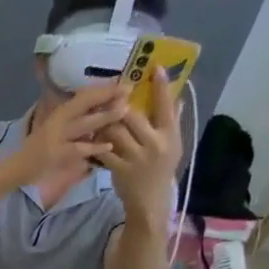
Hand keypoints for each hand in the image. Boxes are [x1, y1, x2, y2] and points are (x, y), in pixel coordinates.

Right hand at [6, 82, 130, 189]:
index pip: (83, 96)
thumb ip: (72, 119)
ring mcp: (57, 138)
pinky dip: (94, 148)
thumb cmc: (37, 148)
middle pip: (85, 104)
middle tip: (129, 90)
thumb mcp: (53, 128)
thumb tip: (96, 107)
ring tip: (124, 111)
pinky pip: (79, 149)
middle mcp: (58, 122)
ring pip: (85, 124)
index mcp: (58, 113)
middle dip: (107, 96)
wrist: (17, 168)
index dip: (103, 88)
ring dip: (105, 117)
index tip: (123, 82)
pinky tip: (108, 145)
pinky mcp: (56, 155)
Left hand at [89, 68, 181, 217]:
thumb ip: (172, 121)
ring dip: (104, 122)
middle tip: (110, 96)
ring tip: (98, 115)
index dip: (161, 86)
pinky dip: (97, 142)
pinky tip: (92, 137)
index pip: (167, 105)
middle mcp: (154, 144)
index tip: (156, 67)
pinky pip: (104, 151)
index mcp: (170, 135)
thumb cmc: (161, 169)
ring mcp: (136, 158)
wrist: (150, 200)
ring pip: (115, 132)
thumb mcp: (173, 144)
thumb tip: (176, 95)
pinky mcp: (119, 170)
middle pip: (132, 116)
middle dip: (119, 104)